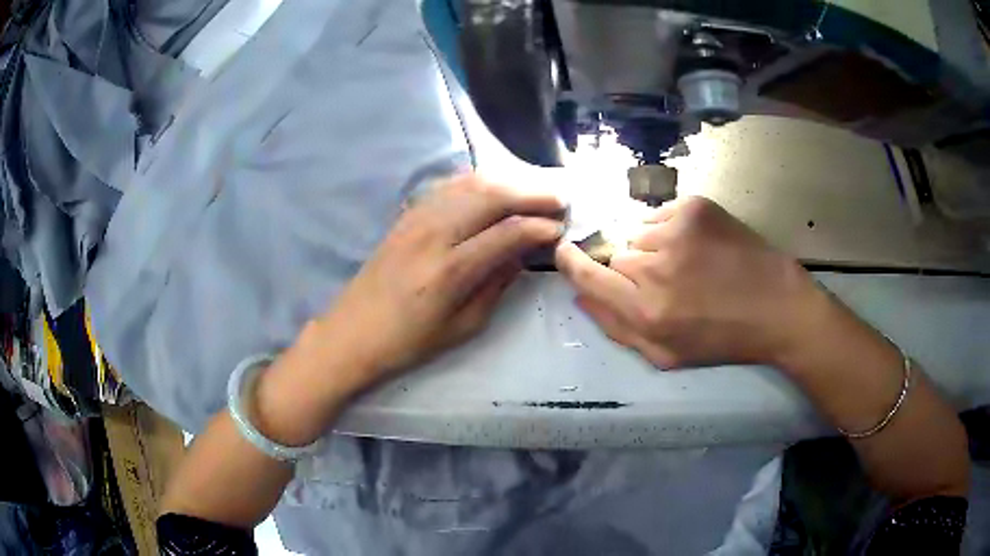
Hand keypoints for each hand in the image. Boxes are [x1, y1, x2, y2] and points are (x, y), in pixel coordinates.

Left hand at [319, 172, 564, 386]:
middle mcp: (434, 234)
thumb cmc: (408, 341)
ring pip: (471, 183)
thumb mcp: (463, 326)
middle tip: (559, 198)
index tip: (561, 228)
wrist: (352, 332)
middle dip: (532, 193)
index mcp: (450, 270)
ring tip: (533, 190)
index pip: (508, 232)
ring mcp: (416, 219)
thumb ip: (496, 285)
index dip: (540, 226)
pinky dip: (478, 181)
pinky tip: (494, 186)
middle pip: (492, 196)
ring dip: (508, 181)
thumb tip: (522, 253)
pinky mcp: (406, 215)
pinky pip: (448, 186)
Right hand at [554, 196, 823, 368]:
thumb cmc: (722, 338)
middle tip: (657, 278)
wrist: (777, 306)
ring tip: (683, 263)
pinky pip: (660, 216)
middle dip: (625, 265)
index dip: (571, 262)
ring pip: (637, 232)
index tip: (567, 253)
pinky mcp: (695, 207)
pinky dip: (668, 230)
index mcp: (646, 311)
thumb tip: (579, 295)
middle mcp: (655, 267)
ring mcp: (677, 230)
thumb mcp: (666, 354)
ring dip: (649, 247)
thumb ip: (616, 328)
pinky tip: (695, 246)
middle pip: (613, 253)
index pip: (585, 275)